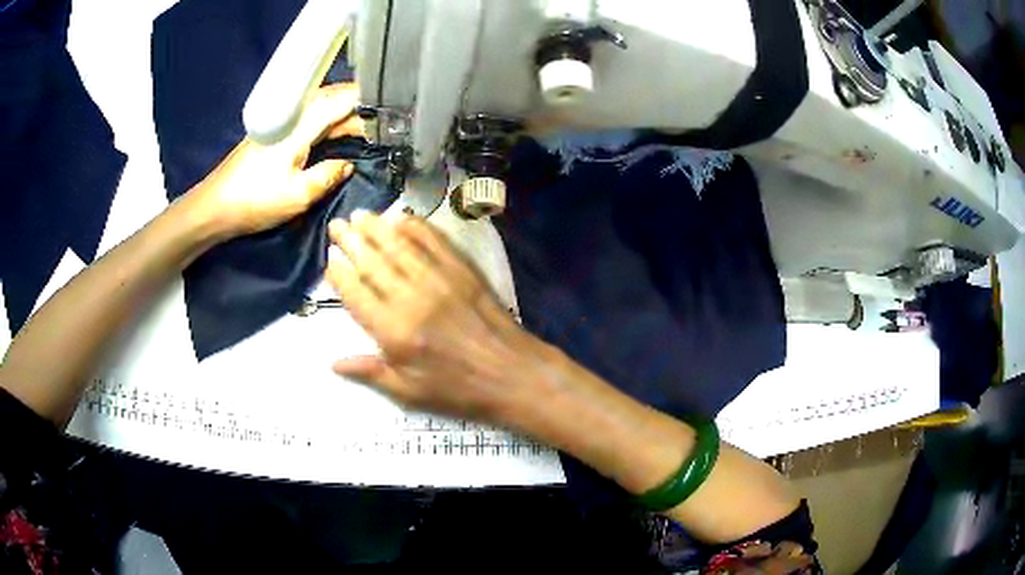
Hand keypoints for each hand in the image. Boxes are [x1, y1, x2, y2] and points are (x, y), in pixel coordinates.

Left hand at [182, 84, 363, 239]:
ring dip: (341, 114)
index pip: (339, 100)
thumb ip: (328, 175)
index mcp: (299, 126)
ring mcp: (280, 123)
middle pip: (330, 97)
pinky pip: (307, 117)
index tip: (389, 108)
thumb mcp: (298, 195)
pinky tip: (333, 133)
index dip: (366, 100)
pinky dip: (326, 121)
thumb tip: (348, 164)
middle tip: (379, 124)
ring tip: (362, 129)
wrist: (214, 207)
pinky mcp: (272, 133)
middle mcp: (291, 116)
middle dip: (356, 106)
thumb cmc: (254, 201)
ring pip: (318, 106)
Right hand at [325, 210, 548, 421]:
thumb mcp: (410, 393)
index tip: (328, 261)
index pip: (356, 294)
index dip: (339, 275)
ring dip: (377, 228)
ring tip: (360, 214)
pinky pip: (435, 241)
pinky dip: (416, 227)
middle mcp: (411, 298)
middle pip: (373, 262)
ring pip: (400, 246)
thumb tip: (333, 363)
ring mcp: (439, 279)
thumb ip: (371, 372)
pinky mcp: (462, 270)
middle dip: (351, 241)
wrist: (513, 374)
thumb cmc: (459, 390)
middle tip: (336, 225)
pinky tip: (402, 218)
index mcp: (394, 331)